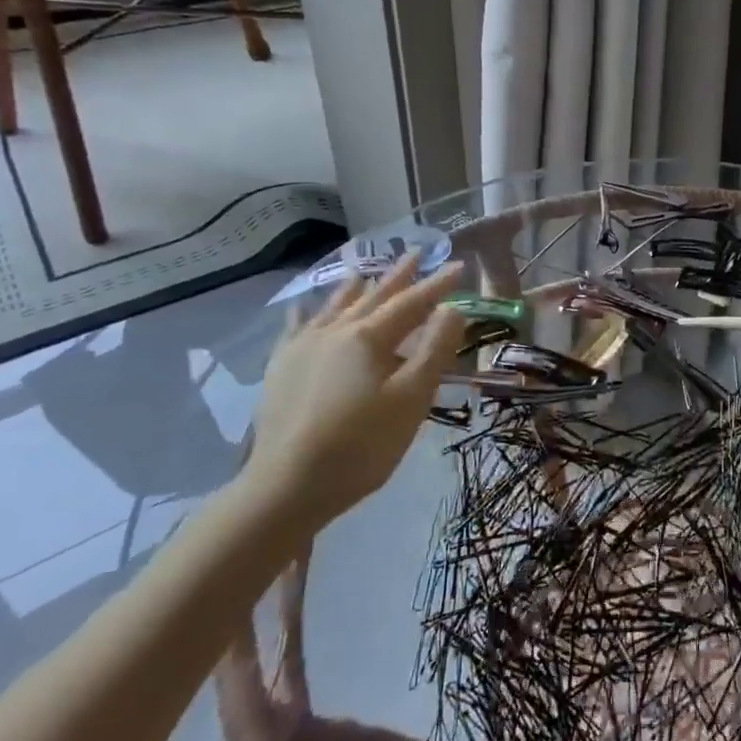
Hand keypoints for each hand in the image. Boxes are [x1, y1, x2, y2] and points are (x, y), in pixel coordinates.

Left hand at [239, 255, 465, 534]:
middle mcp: (334, 331)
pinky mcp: (281, 368)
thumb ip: (433, 350)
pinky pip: (297, 327)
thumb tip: (452, 309)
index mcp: (368, 338)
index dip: (438, 285)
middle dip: (398, 276)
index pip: (412, 303)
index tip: (459, 266)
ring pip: (335, 306)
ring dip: (356, 288)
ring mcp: (302, 347)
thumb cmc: (361, 445)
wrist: (286, 486)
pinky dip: (309, 312)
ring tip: (366, 272)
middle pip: (373, 297)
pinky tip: (305, 308)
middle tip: (417, 254)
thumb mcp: (411, 399)